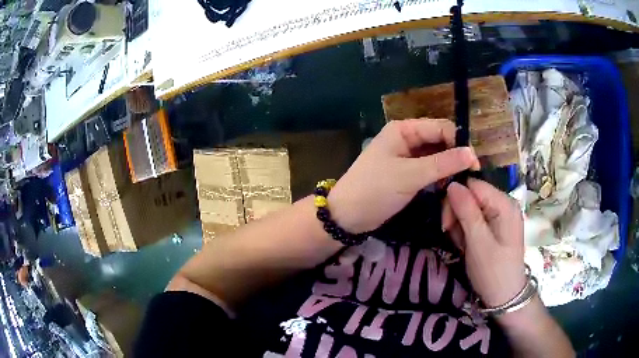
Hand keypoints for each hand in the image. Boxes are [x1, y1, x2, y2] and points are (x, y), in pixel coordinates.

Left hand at [328, 119, 479, 233]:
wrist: (348, 215)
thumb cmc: (375, 190)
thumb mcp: (411, 175)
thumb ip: (443, 164)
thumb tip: (472, 154)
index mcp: (404, 130)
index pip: (441, 128)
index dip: (460, 143)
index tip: (475, 165)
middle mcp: (407, 138)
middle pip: (440, 141)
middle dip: (455, 157)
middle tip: (471, 177)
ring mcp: (407, 156)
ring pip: (437, 157)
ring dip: (449, 169)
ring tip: (461, 184)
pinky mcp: (408, 173)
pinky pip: (430, 170)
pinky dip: (439, 178)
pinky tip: (447, 188)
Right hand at [443, 179, 526, 306]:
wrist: (505, 297)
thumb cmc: (492, 272)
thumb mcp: (478, 243)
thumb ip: (466, 212)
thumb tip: (452, 184)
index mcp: (504, 204)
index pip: (473, 185)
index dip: (456, 199)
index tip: (446, 223)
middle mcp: (504, 204)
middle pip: (472, 195)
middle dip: (457, 213)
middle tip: (450, 235)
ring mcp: (502, 215)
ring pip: (472, 208)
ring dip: (461, 224)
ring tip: (462, 244)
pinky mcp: (497, 226)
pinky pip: (477, 219)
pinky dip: (467, 231)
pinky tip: (467, 245)